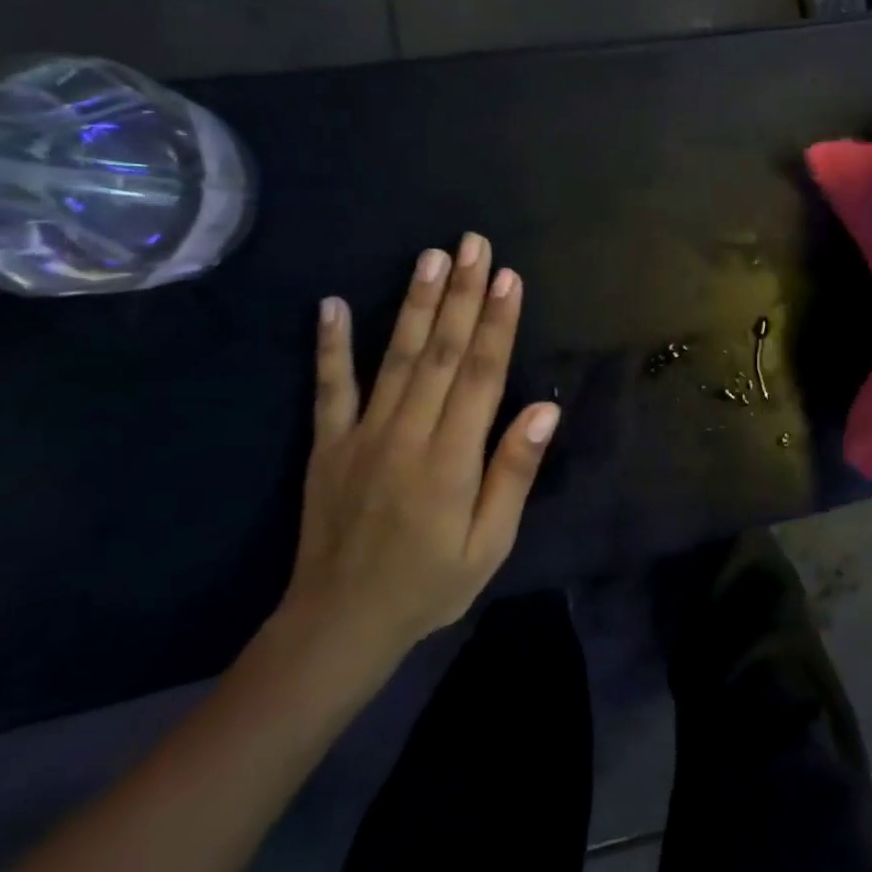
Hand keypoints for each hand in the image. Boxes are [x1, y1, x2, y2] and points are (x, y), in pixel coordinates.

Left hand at [281, 234, 560, 658]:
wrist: (338, 626)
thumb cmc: (430, 585)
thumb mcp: (489, 544)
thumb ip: (513, 473)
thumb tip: (543, 410)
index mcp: (450, 459)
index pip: (482, 376)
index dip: (497, 323)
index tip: (509, 278)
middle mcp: (407, 435)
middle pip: (442, 353)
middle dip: (462, 294)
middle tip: (474, 245)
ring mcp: (361, 436)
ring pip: (395, 358)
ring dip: (415, 304)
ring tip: (430, 257)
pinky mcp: (328, 445)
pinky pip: (329, 388)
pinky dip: (331, 345)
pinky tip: (334, 304)